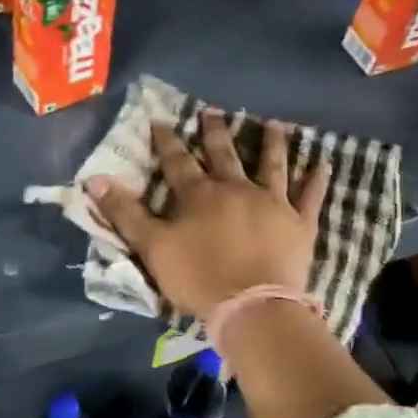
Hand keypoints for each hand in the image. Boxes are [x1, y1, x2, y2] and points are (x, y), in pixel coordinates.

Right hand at [87, 110, 329, 317]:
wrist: (252, 306)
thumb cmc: (198, 278)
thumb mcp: (152, 248)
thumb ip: (125, 213)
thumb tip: (94, 179)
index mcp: (199, 195)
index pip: (178, 161)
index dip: (167, 141)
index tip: (160, 119)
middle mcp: (236, 189)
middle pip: (224, 154)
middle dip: (215, 132)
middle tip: (212, 110)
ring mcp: (272, 203)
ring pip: (271, 165)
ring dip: (272, 143)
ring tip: (273, 123)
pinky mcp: (299, 223)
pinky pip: (310, 197)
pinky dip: (316, 181)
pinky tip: (323, 164)